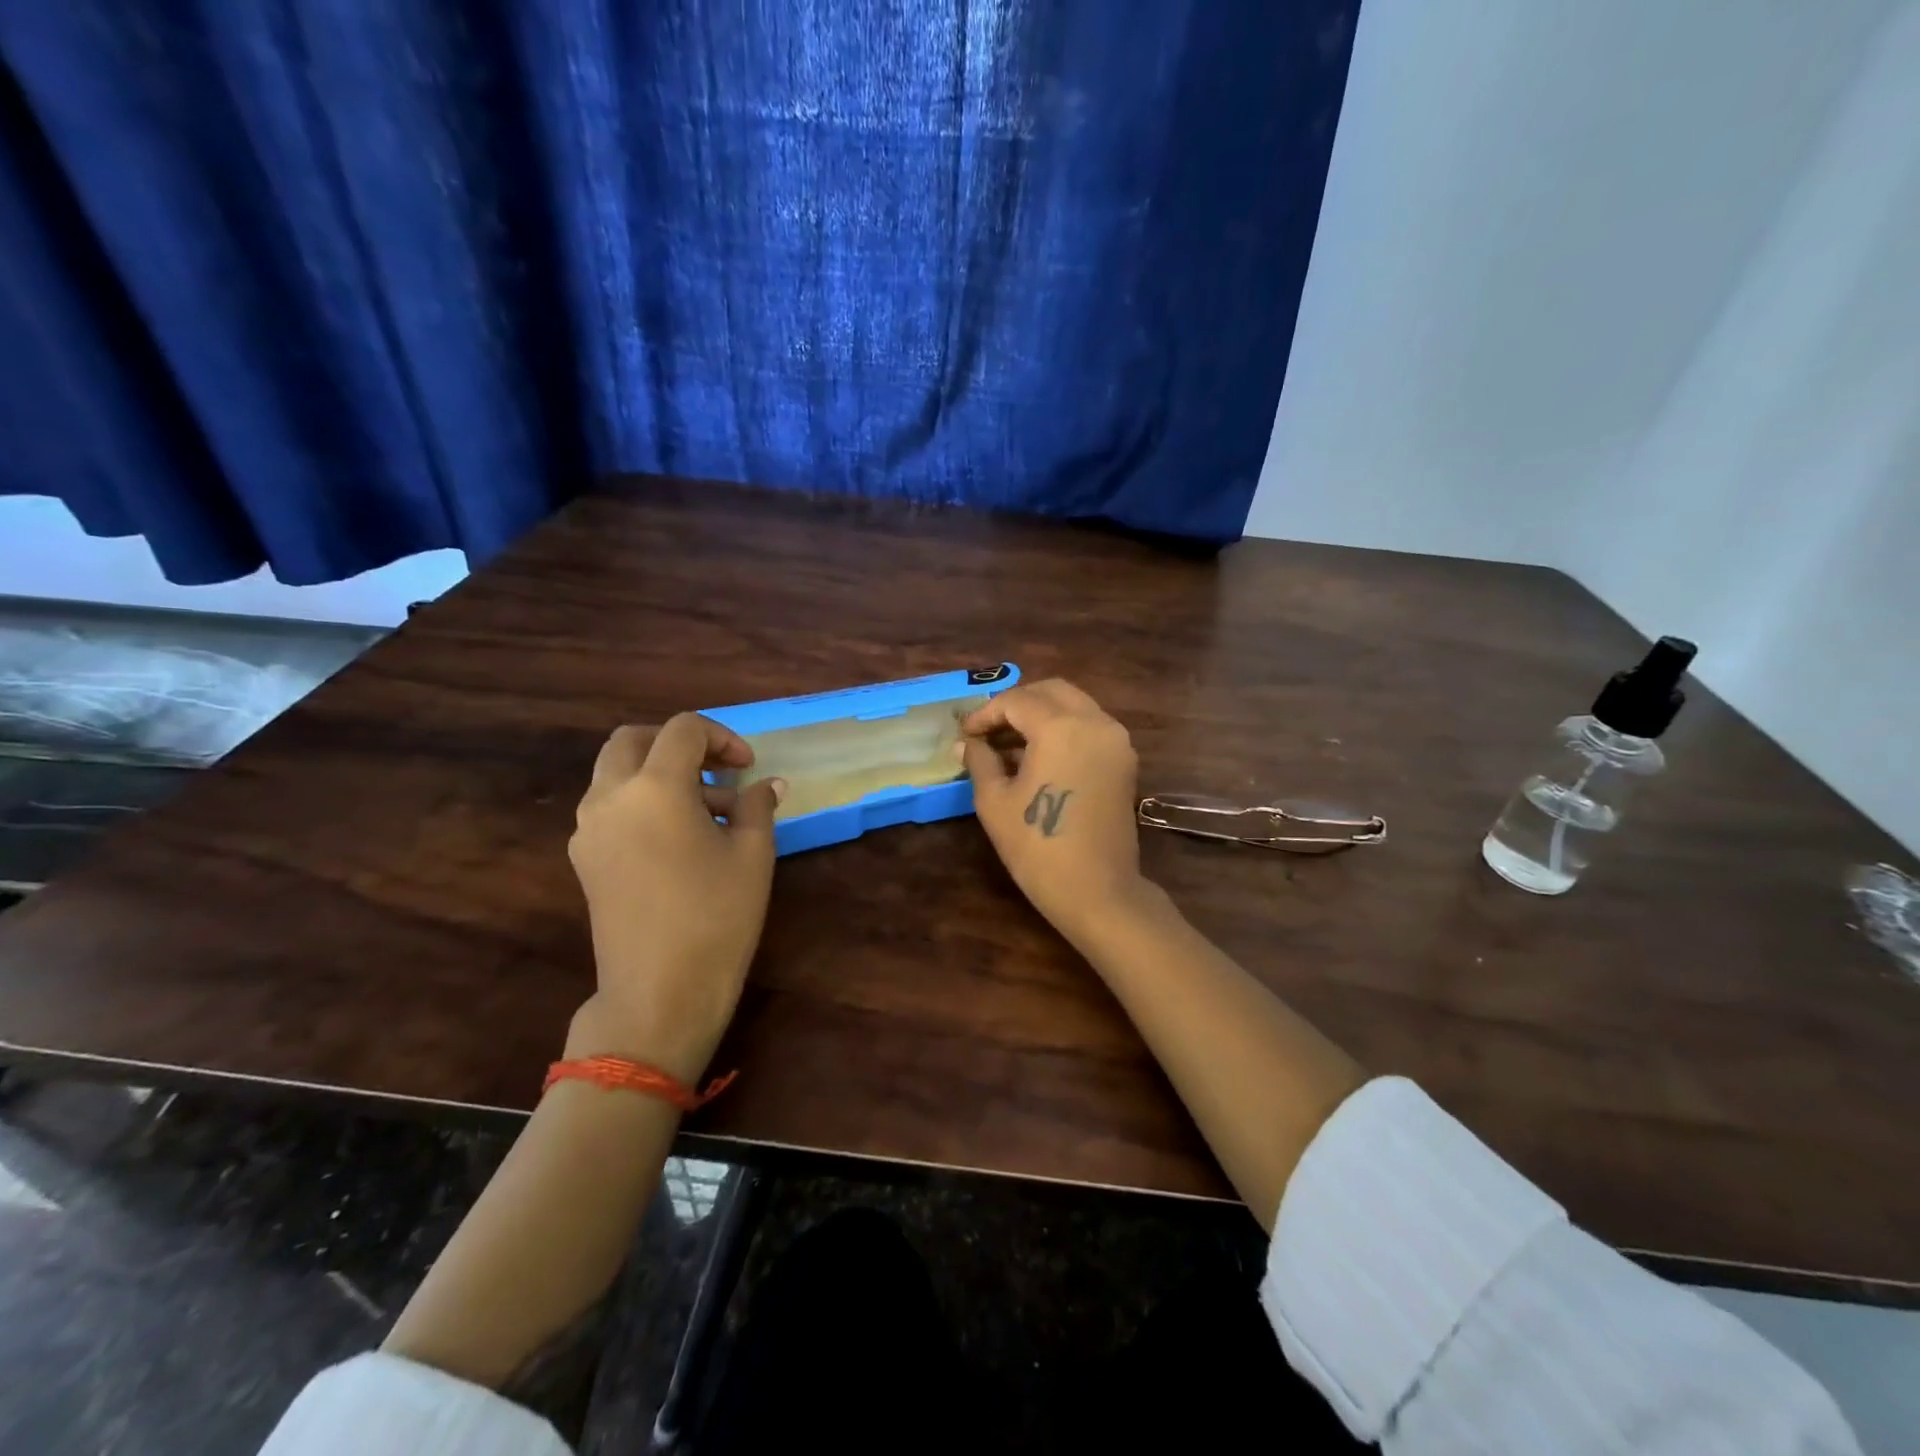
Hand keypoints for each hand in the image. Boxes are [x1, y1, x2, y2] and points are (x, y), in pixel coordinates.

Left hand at [566, 714, 784, 1082]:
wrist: (659, 992)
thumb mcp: (753, 853)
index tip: (748, 769)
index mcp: (654, 786)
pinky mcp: (585, 859)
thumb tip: (768, 784)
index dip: (722, 737)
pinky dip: (641, 801)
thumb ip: (758, 805)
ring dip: (659, 773)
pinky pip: (609, 806)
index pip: (683, 729)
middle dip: (678, 743)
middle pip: (633, 739)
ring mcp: (589, 829)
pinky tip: (679, 838)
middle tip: (716, 770)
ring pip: (616, 772)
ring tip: (708, 811)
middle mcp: (610, 797)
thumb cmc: (716, 916)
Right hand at [960, 679, 1148, 945]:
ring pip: (1074, 705)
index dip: (986, 713)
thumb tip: (967, 742)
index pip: (1017, 701)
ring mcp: (1116, 740)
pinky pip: (1090, 726)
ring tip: (1009, 742)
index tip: (965, 732)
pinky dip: (1063, 728)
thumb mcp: (995, 801)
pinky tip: (1038, 755)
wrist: (1097, 891)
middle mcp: (1095, 722)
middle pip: (1051, 691)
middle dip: (1016, 703)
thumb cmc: (1038, 847)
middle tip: (988, 729)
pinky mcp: (1125, 760)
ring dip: (1041, 714)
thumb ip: (980, 761)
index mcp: (1061, 727)